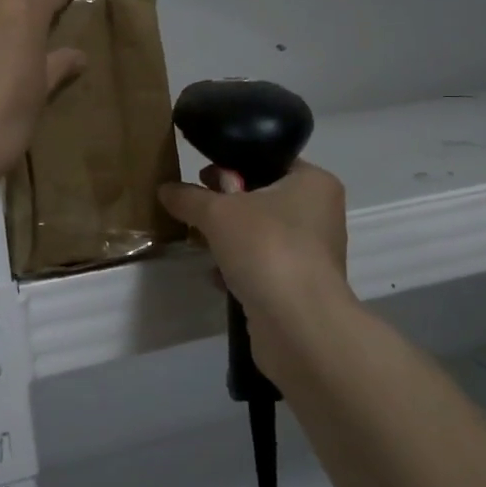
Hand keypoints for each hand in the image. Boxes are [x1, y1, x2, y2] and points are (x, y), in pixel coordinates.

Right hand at [158, 160, 350, 329]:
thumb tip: (165, 189)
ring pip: (261, 234)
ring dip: (230, 239)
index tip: (202, 175)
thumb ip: (189, 197)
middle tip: (196, 207)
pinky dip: (239, 268)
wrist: (298, 325)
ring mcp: (312, 254)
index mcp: (314, 183)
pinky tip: (215, 275)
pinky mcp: (300, 287)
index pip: (270, 160)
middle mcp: (320, 214)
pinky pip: (263, 266)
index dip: (233, 164)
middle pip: (263, 198)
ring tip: (199, 242)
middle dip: (226, 205)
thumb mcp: (217, 213)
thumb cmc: (267, 248)